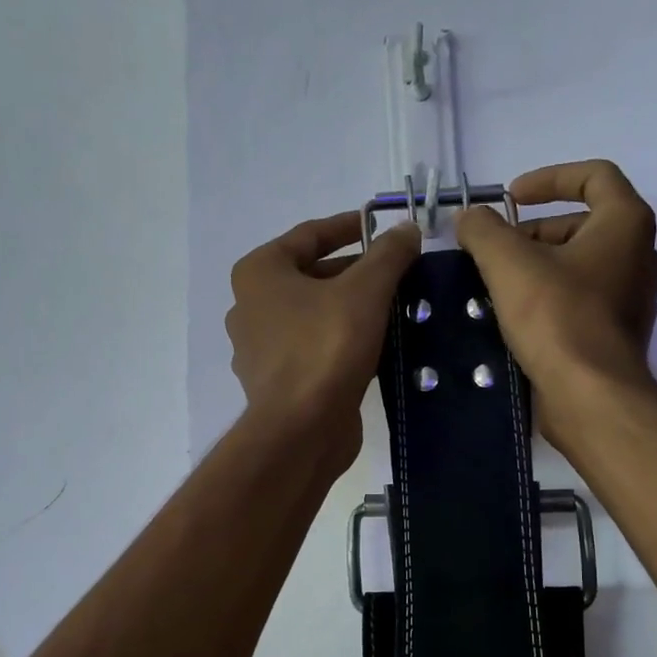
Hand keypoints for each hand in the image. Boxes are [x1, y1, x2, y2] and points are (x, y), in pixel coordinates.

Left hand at [226, 212, 420, 467]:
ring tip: (394, 308)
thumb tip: (407, 229)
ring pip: (312, 316)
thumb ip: (388, 255)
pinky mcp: (276, 383)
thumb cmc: (325, 347)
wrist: (301, 430)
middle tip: (397, 274)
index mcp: (258, 273)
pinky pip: (313, 349)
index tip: (382, 227)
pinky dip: (340, 342)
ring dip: (350, 309)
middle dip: (355, 273)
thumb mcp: (365, 291)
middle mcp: (249, 307)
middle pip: (310, 276)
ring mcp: (259, 349)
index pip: (309, 235)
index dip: (349, 227)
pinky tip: (374, 347)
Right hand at [456, 160, 656, 449]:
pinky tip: (513, 316)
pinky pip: (579, 299)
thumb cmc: (557, 318)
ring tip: (495, 284)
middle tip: (494, 250)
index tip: (510, 197)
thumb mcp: (509, 263)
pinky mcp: (615, 333)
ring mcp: (631, 297)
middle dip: (532, 231)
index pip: (593, 176)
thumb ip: (484, 230)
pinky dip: (548, 297)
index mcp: (625, 223)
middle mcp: (638, 255)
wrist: (590, 396)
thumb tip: (469, 217)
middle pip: (581, 223)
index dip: (548, 178)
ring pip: (578, 264)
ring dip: (536, 266)